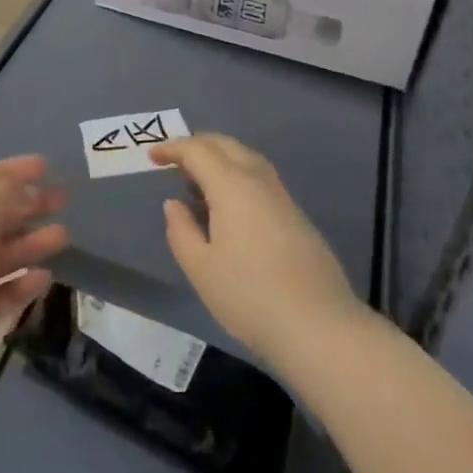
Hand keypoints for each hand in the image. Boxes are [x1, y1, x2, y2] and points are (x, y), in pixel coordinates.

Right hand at [154, 134, 362, 372]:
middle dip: (198, 146)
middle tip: (175, 162)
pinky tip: (230, 208)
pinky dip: (238, 177)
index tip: (152, 156)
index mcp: (232, 185)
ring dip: (221, 160)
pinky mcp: (297, 216)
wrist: (319, 326)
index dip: (173, 148)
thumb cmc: (249, 296)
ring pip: (248, 159)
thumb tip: (174, 203)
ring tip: (199, 184)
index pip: (198, 151)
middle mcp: (259, 180)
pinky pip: (260, 179)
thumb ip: (181, 230)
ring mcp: (282, 197)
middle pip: (226, 146)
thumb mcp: (201, 268)